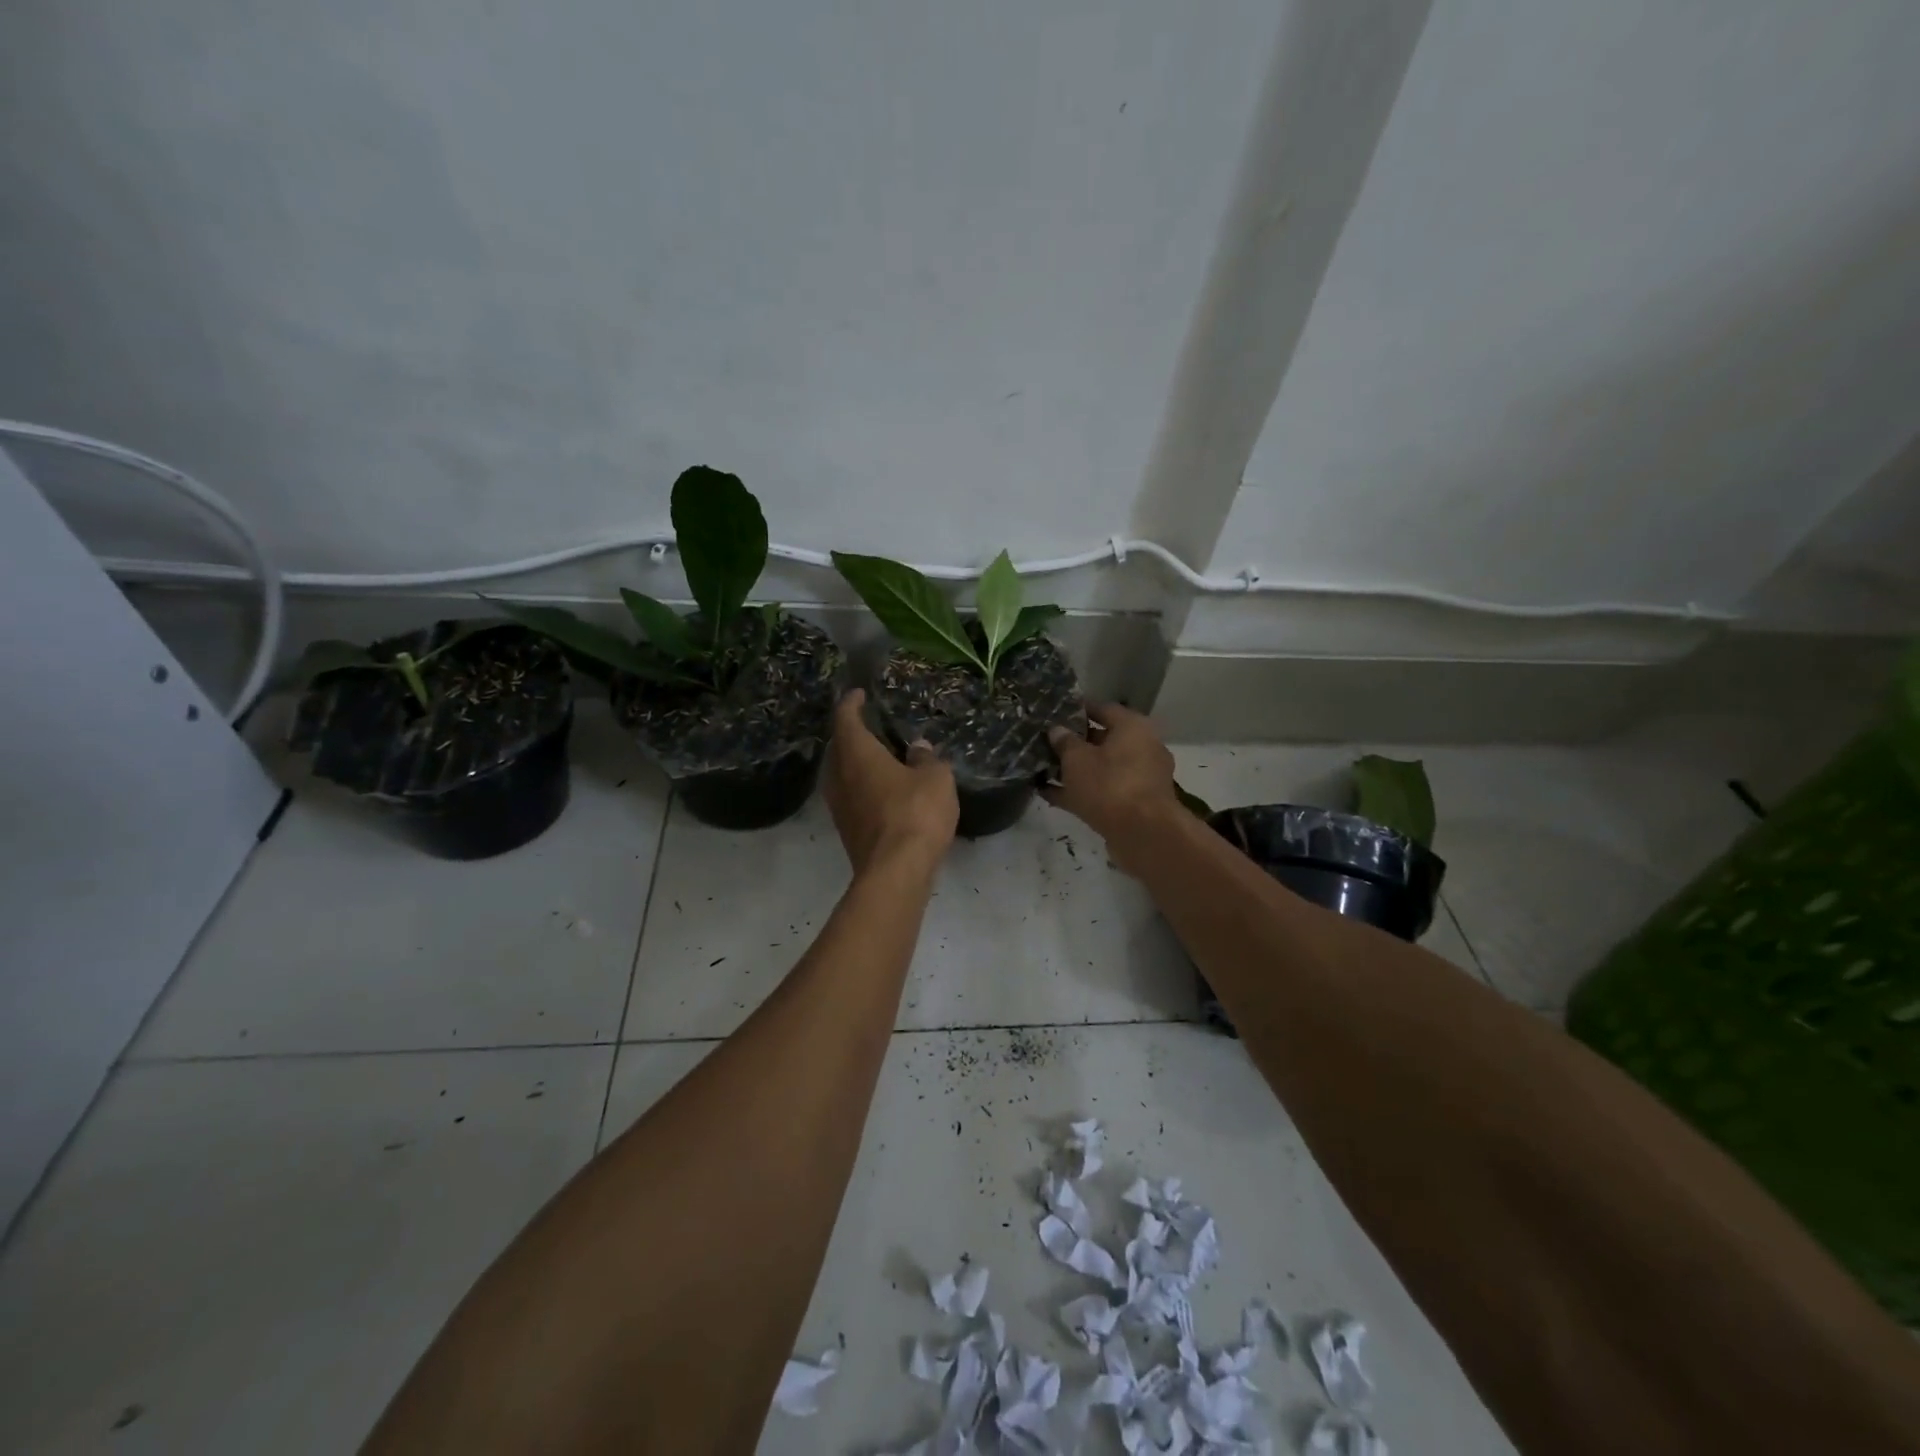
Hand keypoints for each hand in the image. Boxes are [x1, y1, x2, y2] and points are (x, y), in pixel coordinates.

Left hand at [824, 690, 957, 877]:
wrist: (895, 872)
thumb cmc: (915, 813)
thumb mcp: (935, 778)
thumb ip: (926, 759)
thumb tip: (918, 748)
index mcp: (857, 754)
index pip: (846, 719)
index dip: (851, 703)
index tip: (859, 694)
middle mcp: (839, 776)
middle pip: (839, 747)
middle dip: (852, 734)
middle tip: (872, 724)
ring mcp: (839, 806)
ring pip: (842, 774)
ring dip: (856, 762)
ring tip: (878, 756)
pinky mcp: (847, 830)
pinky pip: (850, 796)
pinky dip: (862, 786)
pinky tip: (883, 789)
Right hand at [1043, 703, 1180, 871]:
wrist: (1143, 834)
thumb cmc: (1109, 784)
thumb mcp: (1077, 759)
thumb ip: (1064, 742)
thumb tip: (1056, 730)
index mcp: (1133, 728)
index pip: (1103, 709)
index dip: (1078, 709)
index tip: (1055, 712)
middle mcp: (1142, 749)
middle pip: (1103, 740)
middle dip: (1075, 742)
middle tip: (1046, 742)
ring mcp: (1140, 779)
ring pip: (1102, 768)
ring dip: (1075, 770)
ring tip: (1042, 768)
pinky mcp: (1134, 805)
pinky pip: (1102, 792)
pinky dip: (1079, 792)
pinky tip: (1049, 794)